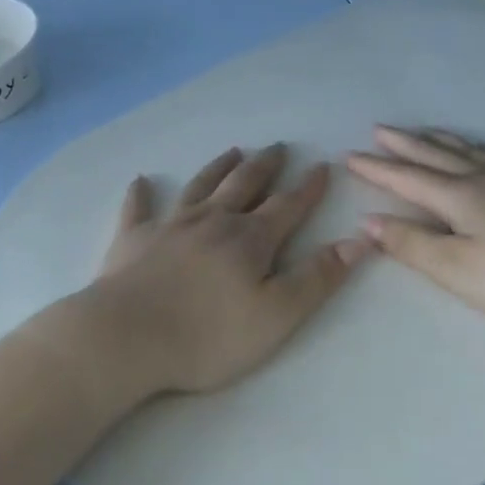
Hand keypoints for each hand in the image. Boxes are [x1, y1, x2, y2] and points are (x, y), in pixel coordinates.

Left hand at [80, 143, 372, 395]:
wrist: (125, 338)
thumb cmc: (207, 335)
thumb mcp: (276, 316)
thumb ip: (318, 278)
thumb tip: (359, 240)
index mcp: (249, 240)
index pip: (287, 206)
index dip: (308, 187)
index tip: (322, 166)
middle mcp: (213, 221)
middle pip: (245, 185)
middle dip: (265, 166)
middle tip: (278, 147)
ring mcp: (170, 226)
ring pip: (200, 187)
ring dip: (218, 168)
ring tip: (232, 151)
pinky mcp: (133, 240)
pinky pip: (138, 209)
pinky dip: (141, 194)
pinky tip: (141, 181)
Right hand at [346, 126, 484, 325]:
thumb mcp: (459, 270)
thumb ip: (412, 245)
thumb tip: (369, 221)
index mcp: (457, 197)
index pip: (406, 179)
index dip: (376, 169)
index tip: (350, 157)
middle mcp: (481, 177)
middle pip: (433, 155)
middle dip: (403, 145)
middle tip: (379, 130)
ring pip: (465, 150)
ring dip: (437, 140)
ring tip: (423, 131)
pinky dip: (476, 146)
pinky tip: (482, 150)